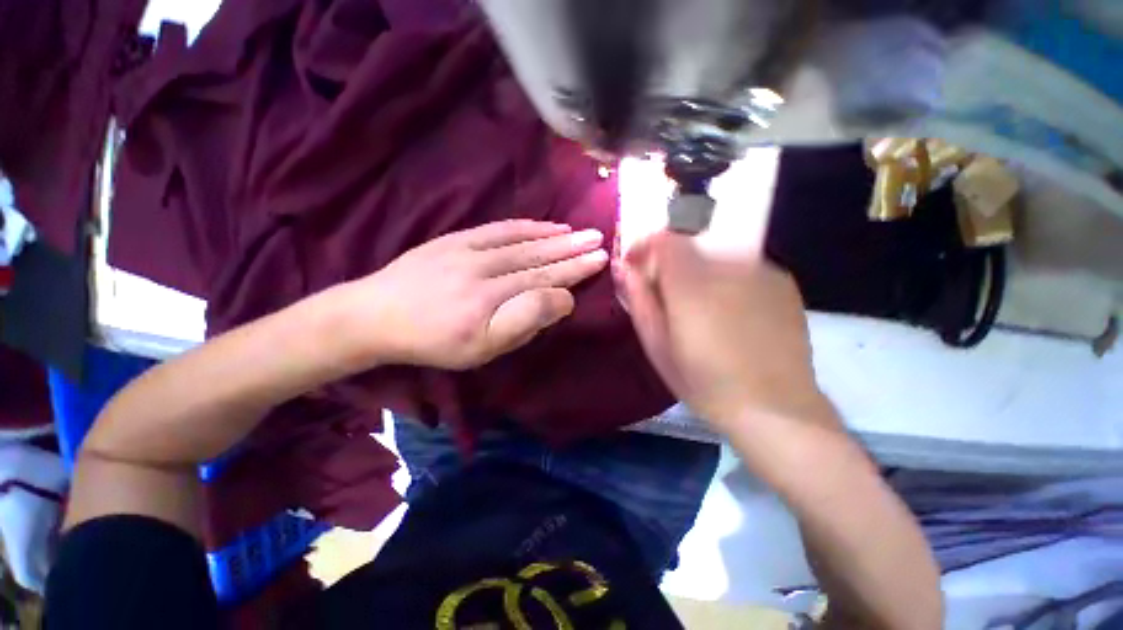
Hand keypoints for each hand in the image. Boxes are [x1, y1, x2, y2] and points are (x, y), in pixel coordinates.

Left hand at [341, 220, 607, 369]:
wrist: (377, 315)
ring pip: (522, 242)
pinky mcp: (457, 239)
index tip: (599, 260)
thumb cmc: (436, 342)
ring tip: (578, 232)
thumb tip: (560, 300)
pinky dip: (525, 226)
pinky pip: (498, 229)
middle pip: (537, 258)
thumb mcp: (482, 350)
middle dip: (571, 249)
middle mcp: (485, 270)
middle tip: (598, 240)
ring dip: (554, 236)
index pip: (544, 282)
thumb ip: (525, 324)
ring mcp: (470, 250)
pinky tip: (544, 226)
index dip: (574, 271)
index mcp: (492, 301)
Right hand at [618, 231, 828, 429]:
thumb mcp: (657, 346)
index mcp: (691, 285)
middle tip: (667, 295)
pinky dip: (726, 280)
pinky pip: (741, 267)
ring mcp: (761, 270)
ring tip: (700, 308)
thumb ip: (640, 301)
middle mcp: (727, 266)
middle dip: (670, 263)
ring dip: (698, 272)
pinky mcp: (782, 282)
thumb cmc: (705, 382)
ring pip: (715, 254)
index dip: (644, 247)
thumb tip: (627, 270)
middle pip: (688, 244)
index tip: (636, 266)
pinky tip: (731, 313)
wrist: (775, 408)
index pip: (663, 239)